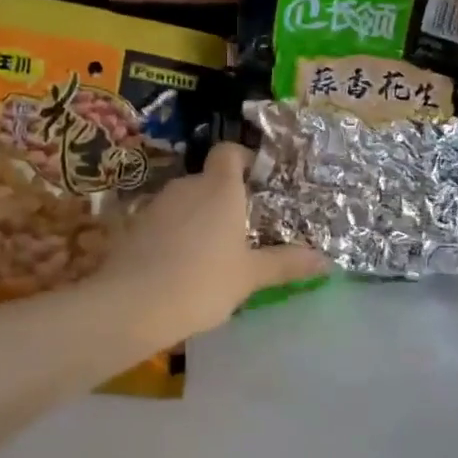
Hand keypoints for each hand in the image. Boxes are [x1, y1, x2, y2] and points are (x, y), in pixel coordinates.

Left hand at [96, 142, 327, 339]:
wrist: (132, 305)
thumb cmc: (202, 282)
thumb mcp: (250, 276)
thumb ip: (286, 264)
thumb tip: (326, 261)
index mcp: (219, 189)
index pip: (229, 152)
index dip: (243, 160)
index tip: (258, 183)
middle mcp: (187, 186)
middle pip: (209, 180)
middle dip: (226, 199)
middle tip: (244, 230)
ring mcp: (157, 205)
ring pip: (186, 202)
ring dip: (200, 219)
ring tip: (214, 253)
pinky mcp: (134, 226)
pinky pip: (164, 222)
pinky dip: (176, 235)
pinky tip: (182, 266)